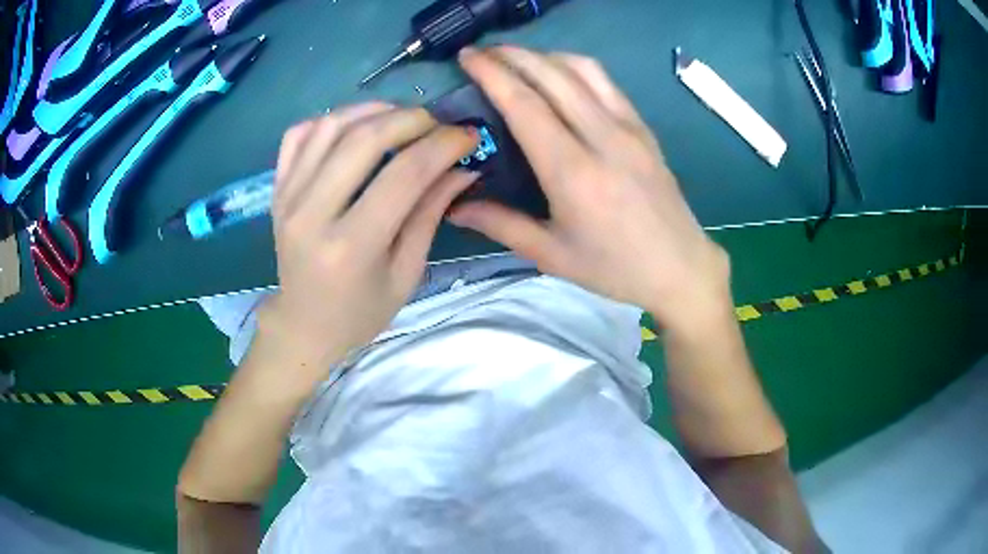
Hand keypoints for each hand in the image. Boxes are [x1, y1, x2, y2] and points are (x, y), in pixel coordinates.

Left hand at [259, 104, 478, 370]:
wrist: (303, 325)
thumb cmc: (360, 312)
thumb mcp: (405, 274)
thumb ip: (429, 215)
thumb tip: (463, 168)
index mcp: (350, 246)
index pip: (403, 175)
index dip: (442, 146)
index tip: (467, 135)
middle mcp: (312, 214)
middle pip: (364, 139)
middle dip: (411, 119)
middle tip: (437, 123)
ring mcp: (287, 198)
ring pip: (330, 126)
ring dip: (372, 110)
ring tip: (401, 117)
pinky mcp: (277, 190)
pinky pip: (298, 134)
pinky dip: (331, 119)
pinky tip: (355, 126)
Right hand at [449, 46, 731, 332]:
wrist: (680, 267)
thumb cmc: (614, 268)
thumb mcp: (552, 255)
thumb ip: (500, 224)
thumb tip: (454, 205)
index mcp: (573, 172)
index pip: (525, 104)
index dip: (492, 74)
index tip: (467, 56)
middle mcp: (602, 137)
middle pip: (552, 75)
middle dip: (511, 55)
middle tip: (482, 52)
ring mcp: (628, 127)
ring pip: (582, 69)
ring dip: (544, 55)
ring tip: (517, 59)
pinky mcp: (643, 127)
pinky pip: (606, 82)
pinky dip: (575, 66)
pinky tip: (560, 73)